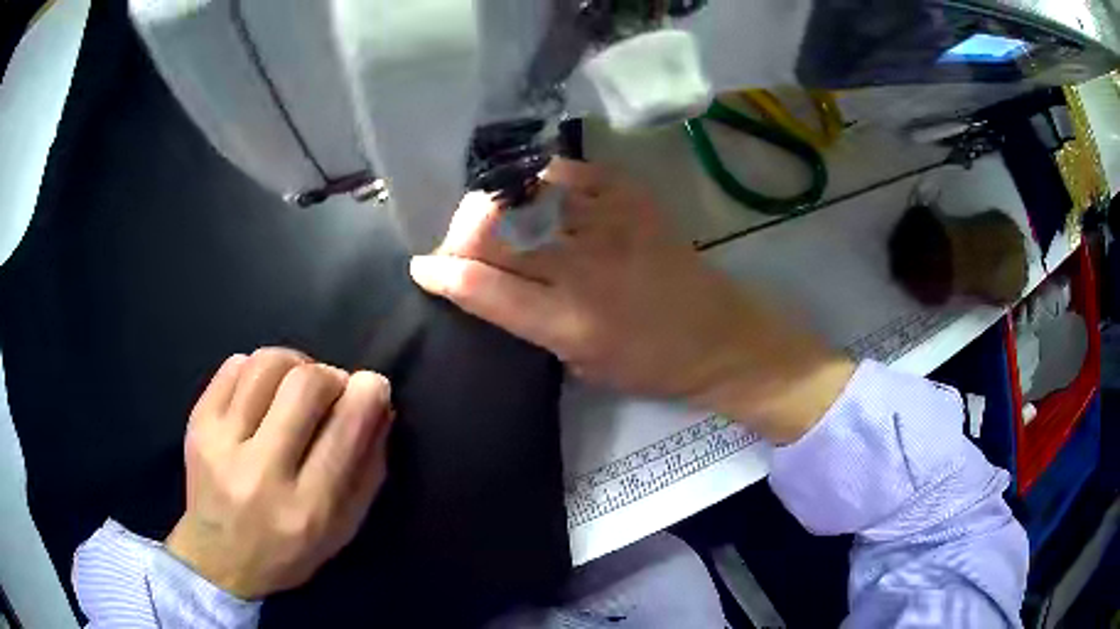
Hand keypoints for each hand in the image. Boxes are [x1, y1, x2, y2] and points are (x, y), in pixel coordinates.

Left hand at [165, 348, 393, 599]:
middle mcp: (260, 473)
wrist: (219, 559)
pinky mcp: (197, 423)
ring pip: (267, 364)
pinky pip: (233, 366)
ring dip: (295, 365)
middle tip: (332, 390)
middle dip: (330, 376)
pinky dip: (259, 368)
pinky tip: (264, 392)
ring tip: (296, 386)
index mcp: (306, 509)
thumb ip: (368, 469)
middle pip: (304, 385)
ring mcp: (221, 444)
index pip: (343, 431)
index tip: (373, 385)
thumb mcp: (344, 528)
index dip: (367, 394)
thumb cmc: (289, 550)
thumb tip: (378, 405)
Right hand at [410, 159, 853, 443]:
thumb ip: (532, 323)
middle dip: (464, 233)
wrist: (721, 336)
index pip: (484, 288)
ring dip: (501, 204)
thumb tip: (494, 284)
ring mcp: (610, 224)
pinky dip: (545, 178)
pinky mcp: (632, 198)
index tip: (422, 264)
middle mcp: (583, 268)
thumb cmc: (652, 364)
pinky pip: (568, 172)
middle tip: (462, 237)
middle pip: (495, 234)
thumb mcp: (581, 363)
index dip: (444, 272)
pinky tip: (541, 188)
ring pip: (525, 196)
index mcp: (567, 322)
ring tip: (500, 212)